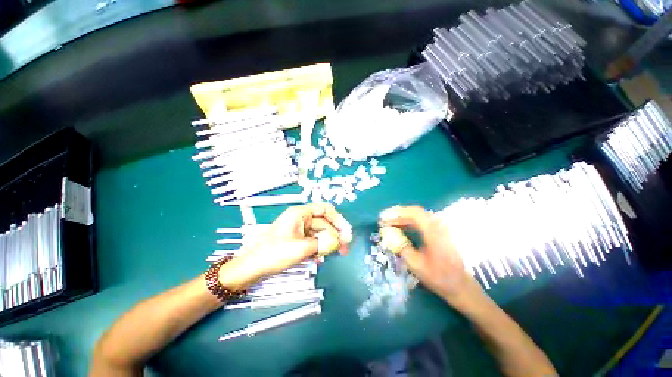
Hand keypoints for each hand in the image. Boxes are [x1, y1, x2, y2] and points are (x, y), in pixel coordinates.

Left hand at [218, 203, 352, 290]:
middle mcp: (301, 219)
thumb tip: (340, 241)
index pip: (324, 209)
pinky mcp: (296, 240)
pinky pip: (312, 241)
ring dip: (328, 243)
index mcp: (300, 214)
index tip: (346, 232)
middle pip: (323, 223)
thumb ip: (323, 243)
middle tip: (345, 249)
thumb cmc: (274, 254)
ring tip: (336, 254)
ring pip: (319, 233)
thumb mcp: (301, 248)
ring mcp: (298, 230)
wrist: (251, 268)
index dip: (337, 219)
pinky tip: (321, 258)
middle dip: (334, 235)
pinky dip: (319, 248)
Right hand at [379, 205, 482, 308]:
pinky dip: (409, 221)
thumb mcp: (416, 265)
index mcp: (434, 233)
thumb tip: (388, 235)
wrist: (459, 285)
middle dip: (398, 213)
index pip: (414, 214)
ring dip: (403, 217)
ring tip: (389, 222)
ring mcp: (440, 227)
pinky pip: (421, 220)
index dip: (397, 213)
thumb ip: (401, 247)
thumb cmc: (438, 277)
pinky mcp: (439, 231)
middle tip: (384, 219)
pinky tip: (401, 226)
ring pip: (418, 215)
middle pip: (416, 212)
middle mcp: (438, 226)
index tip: (383, 217)